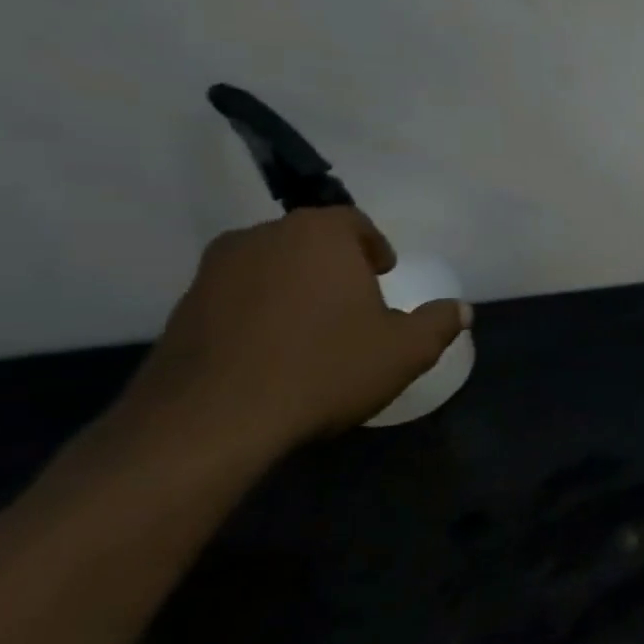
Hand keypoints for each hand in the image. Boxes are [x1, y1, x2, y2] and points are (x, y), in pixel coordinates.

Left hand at [119, 209, 469, 456]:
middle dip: (333, 266)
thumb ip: (439, 323)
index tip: (382, 276)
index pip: (353, 222)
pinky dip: (257, 313)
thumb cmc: (325, 368)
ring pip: (269, 267)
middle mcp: (262, 238)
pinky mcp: (181, 309)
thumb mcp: (405, 351)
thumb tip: (461, 309)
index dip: (374, 247)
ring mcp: (214, 272)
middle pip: (308, 241)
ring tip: (312, 330)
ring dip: (293, 288)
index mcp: (318, 235)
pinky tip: (272, 353)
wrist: (211, 421)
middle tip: (353, 303)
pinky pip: (235, 298)